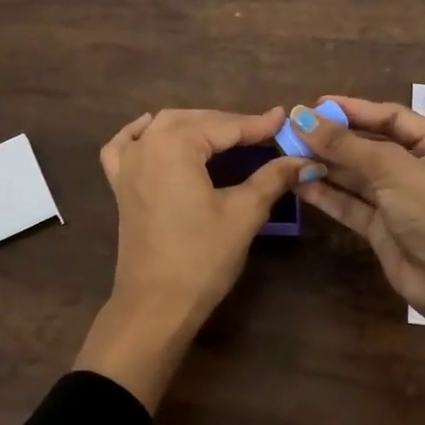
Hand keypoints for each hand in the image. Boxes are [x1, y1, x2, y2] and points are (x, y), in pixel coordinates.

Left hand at [75, 107, 313, 409]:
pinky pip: (125, 146)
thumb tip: (304, 160)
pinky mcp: (119, 186)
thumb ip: (273, 178)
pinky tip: (153, 130)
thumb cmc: (202, 257)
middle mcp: (147, 145)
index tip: (285, 120)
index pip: (225, 126)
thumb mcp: (243, 213)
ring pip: (162, 128)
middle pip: (194, 121)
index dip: (258, 125)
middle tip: (263, 134)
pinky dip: (140, 134)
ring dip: (194, 126)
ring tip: (225, 135)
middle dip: (228, 124)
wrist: (156, 304)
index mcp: (175, 145)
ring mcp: (127, 164)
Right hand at [292, 96, 424, 424]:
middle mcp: (419, 169)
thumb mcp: (391, 167)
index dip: (354, 109)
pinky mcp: (381, 227)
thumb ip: (345, 144)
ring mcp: (399, 200)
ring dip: (324, 164)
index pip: (391, 117)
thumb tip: (301, 116)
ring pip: (356, 176)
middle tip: (293, 129)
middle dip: (333, 138)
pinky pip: (350, 203)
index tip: (316, 104)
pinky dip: (326, 193)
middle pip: (369, 145)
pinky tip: (298, 181)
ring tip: (287, 152)